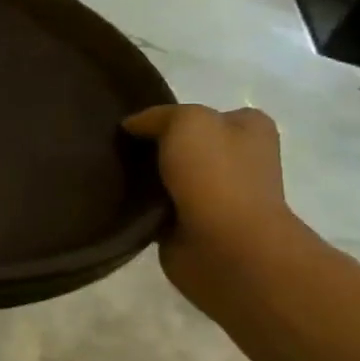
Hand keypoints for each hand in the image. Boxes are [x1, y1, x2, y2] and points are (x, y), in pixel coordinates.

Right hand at [122, 104, 297, 306]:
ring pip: (168, 176)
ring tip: (110, 172)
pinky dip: (140, 206)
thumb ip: (157, 116)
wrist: (226, 247)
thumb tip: (132, 126)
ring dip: (144, 178)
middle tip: (115, 148)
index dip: (168, 116)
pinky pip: (158, 207)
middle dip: (152, 147)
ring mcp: (217, 195)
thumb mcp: (187, 121)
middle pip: (184, 145)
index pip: (203, 113)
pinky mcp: (194, 225)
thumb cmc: (216, 175)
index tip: (133, 125)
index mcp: (250, 129)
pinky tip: (119, 200)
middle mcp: (239, 160)